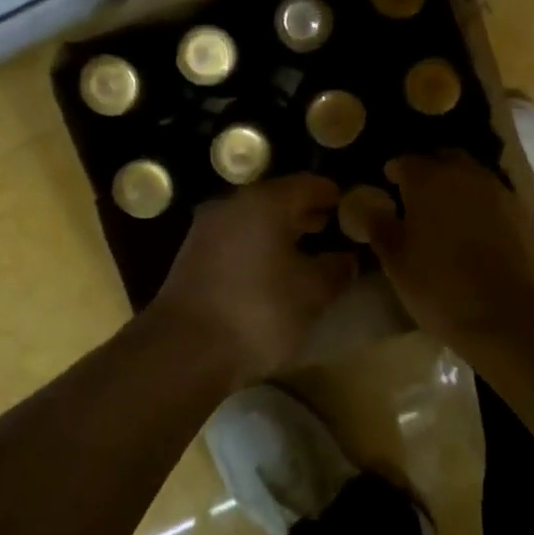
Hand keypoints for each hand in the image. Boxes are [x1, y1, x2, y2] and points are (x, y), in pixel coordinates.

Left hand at [144, 174, 356, 385]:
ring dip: (279, 231)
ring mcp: (207, 230)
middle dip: (305, 212)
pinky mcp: (191, 257)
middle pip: (277, 199)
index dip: (331, 194)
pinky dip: (257, 247)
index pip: (307, 184)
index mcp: (265, 202)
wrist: (183, 350)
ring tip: (304, 251)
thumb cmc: (257, 312)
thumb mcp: (312, 293)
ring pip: (253, 220)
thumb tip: (347, 258)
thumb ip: (335, 269)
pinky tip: (272, 271)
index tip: (350, 206)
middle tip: (331, 227)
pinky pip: (235, 240)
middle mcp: (232, 205)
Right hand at [366, 153, 533, 350]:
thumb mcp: (396, 261)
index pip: (406, 161)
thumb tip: (368, 207)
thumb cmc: (439, 286)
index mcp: (428, 180)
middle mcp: (465, 174)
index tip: (388, 184)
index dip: (395, 171)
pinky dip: (483, 204)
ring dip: (459, 185)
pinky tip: (479, 227)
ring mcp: (499, 191)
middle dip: (431, 169)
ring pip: (474, 175)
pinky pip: (496, 196)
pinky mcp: (524, 212)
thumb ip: (380, 227)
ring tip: (449, 211)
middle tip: (419, 193)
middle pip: (444, 159)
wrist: (507, 313)